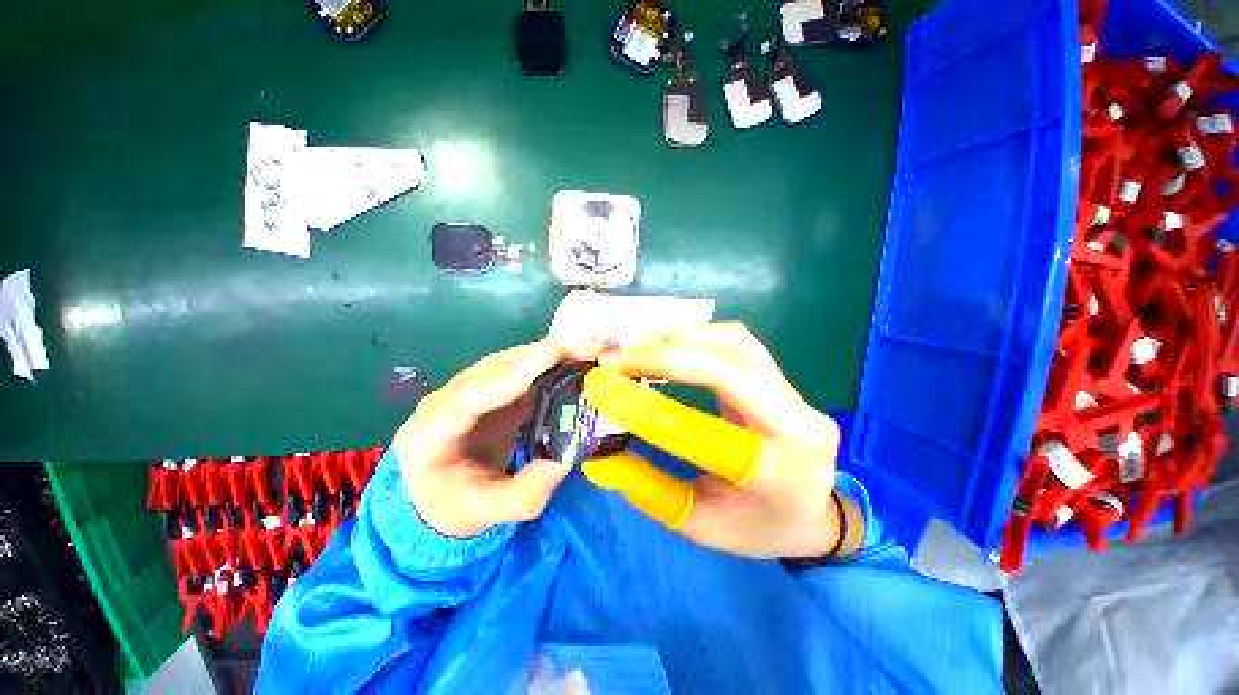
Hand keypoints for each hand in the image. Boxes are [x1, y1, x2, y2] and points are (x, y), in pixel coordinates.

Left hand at [394, 340, 605, 538]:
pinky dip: (553, 362)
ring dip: (554, 354)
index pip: (468, 398)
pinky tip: (578, 360)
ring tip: (594, 351)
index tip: (552, 355)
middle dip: (546, 356)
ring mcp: (469, 388)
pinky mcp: (492, 387)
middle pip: (496, 367)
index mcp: (430, 434)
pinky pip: (522, 368)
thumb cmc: (456, 506)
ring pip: (511, 361)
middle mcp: (446, 399)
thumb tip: (569, 454)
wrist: (437, 497)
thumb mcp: (490, 513)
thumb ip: (528, 491)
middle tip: (593, 350)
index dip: (511, 375)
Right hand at [581, 322, 861, 559]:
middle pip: (730, 365)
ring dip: (681, 340)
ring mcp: (797, 395)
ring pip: (736, 343)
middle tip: (618, 359)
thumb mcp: (701, 526)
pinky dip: (698, 337)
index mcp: (778, 475)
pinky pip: (739, 343)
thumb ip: (650, 491)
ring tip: (639, 351)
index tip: (605, 390)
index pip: (705, 433)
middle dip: (665, 356)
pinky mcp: (784, 379)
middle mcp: (799, 423)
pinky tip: (671, 347)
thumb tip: (599, 459)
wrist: (814, 514)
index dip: (648, 410)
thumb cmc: (758, 528)